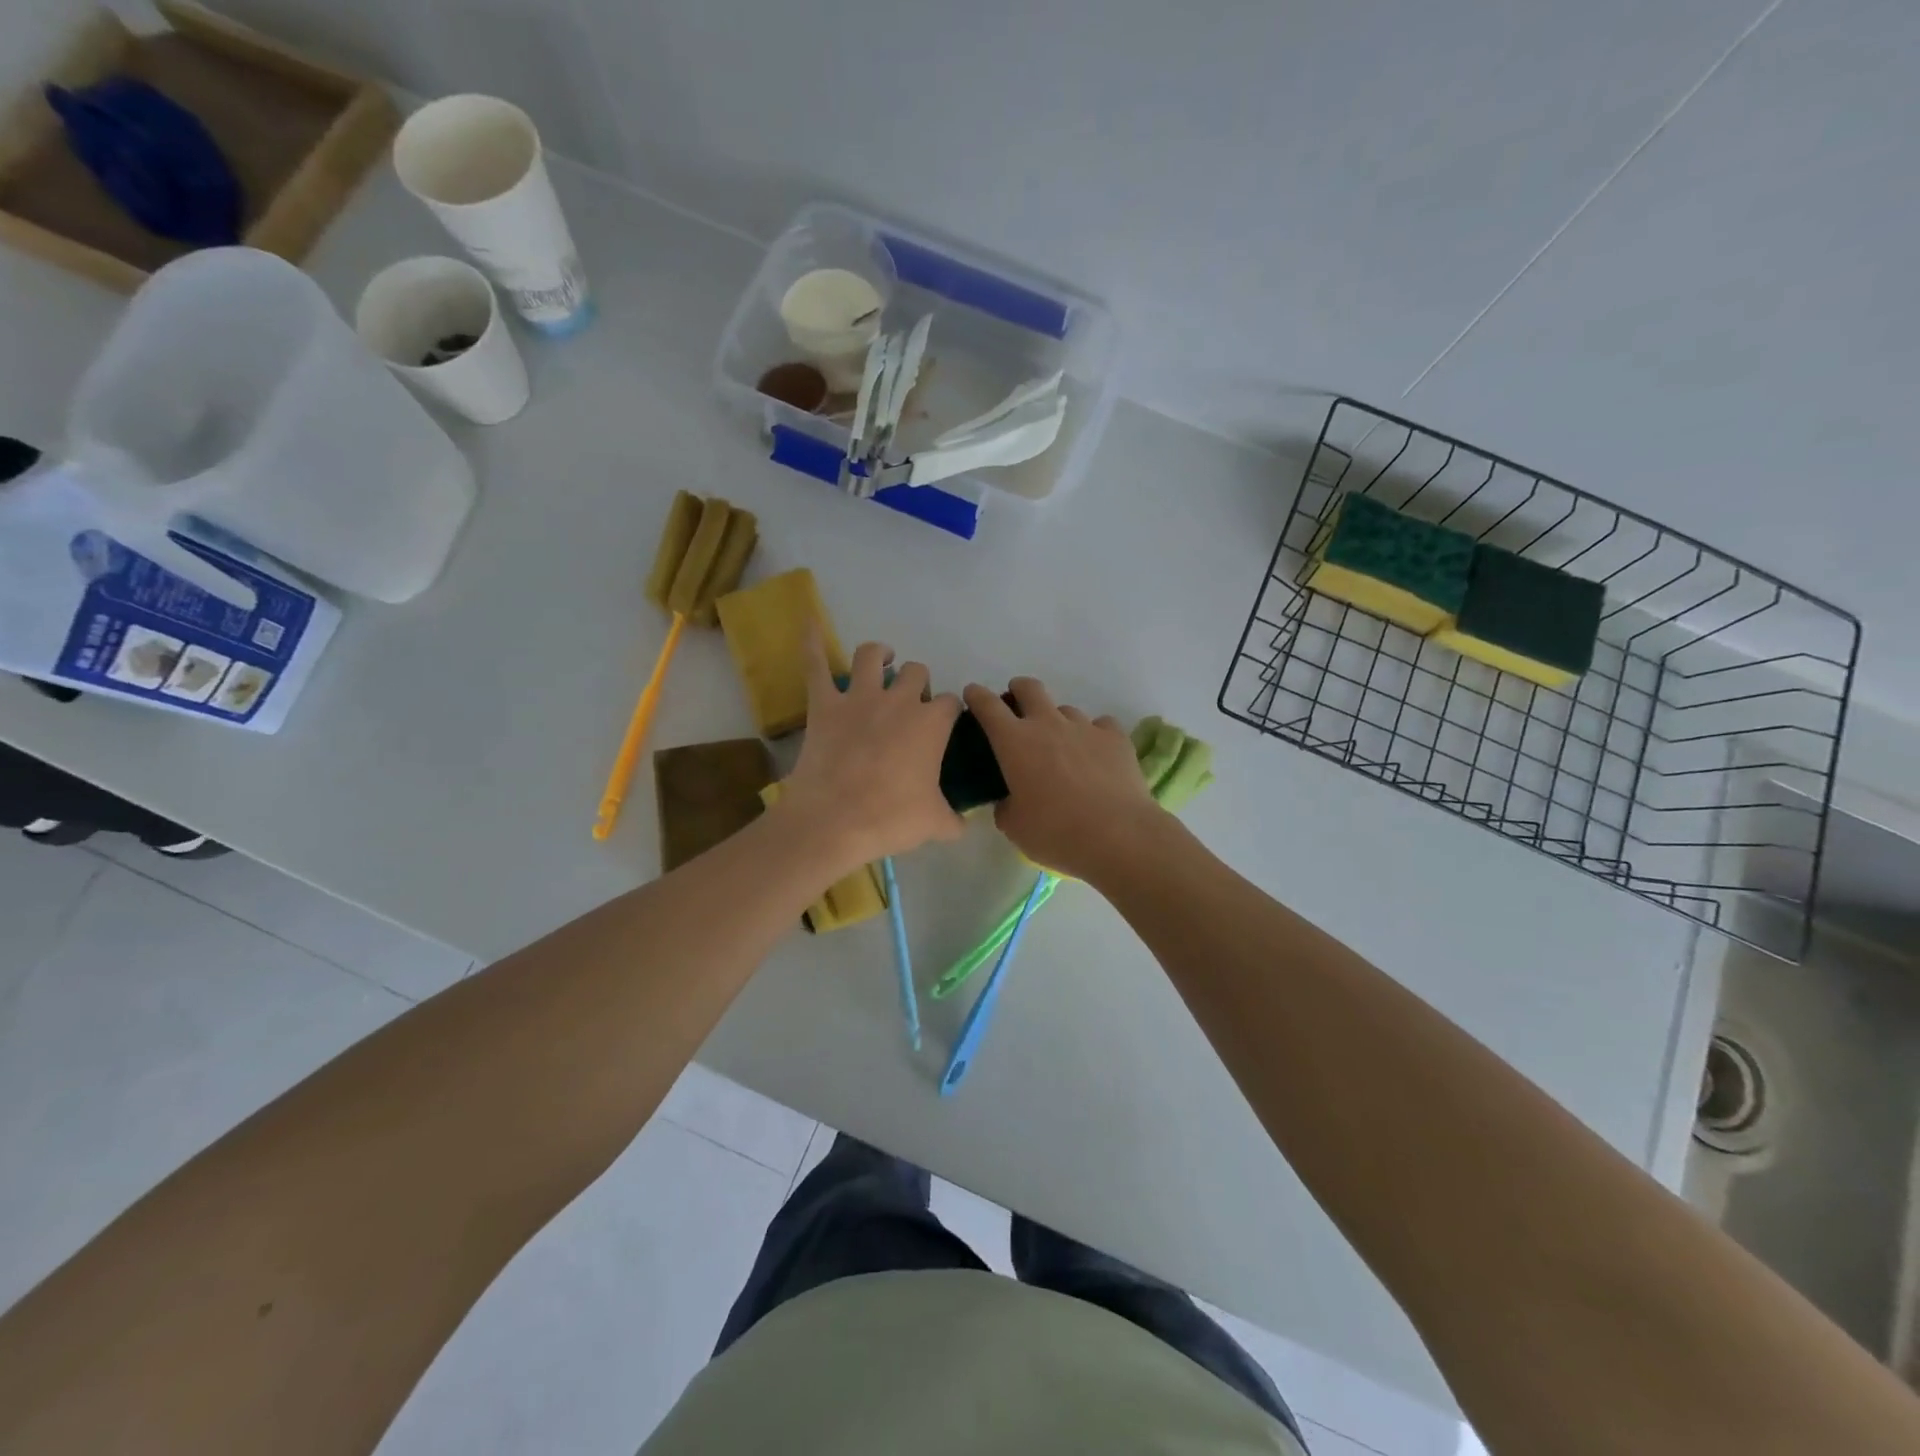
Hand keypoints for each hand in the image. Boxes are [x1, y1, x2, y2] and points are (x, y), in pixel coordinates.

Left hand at [776, 638, 963, 870]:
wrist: (836, 820)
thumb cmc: (891, 818)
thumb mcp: (934, 824)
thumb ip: (954, 820)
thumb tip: (963, 825)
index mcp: (932, 723)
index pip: (950, 703)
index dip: (948, 712)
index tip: (943, 726)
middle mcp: (900, 700)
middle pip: (917, 672)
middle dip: (917, 683)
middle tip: (909, 704)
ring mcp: (860, 698)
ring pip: (872, 656)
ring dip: (879, 655)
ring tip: (882, 661)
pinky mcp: (825, 704)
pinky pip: (816, 664)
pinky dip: (812, 642)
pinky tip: (809, 622)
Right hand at [963, 677, 1163, 880]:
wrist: (1118, 836)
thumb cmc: (1056, 832)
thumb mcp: (1014, 827)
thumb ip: (1005, 806)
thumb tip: (1009, 800)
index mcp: (1014, 742)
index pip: (987, 706)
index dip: (977, 696)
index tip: (972, 694)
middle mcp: (1047, 724)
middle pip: (1029, 688)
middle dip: (1018, 690)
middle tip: (1016, 706)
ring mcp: (1084, 727)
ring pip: (1065, 709)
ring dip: (1057, 722)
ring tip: (1062, 747)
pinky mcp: (1115, 737)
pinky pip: (1100, 725)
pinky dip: (1093, 736)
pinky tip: (1096, 755)